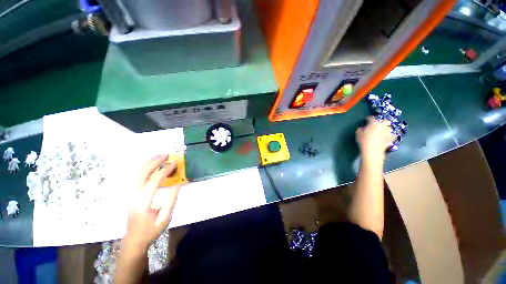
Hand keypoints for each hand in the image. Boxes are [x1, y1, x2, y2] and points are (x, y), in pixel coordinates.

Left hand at [123, 155, 180, 251]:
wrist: (134, 240)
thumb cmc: (151, 230)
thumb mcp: (165, 217)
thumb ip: (172, 199)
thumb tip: (179, 183)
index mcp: (143, 204)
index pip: (153, 182)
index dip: (165, 171)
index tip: (175, 163)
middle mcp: (134, 196)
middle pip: (141, 174)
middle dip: (155, 162)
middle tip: (167, 155)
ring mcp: (130, 195)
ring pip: (136, 174)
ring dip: (148, 163)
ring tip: (159, 156)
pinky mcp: (130, 194)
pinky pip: (135, 177)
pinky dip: (143, 167)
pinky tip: (150, 164)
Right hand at [356, 117, 395, 164]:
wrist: (372, 151)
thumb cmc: (363, 140)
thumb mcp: (358, 133)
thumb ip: (360, 129)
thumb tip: (362, 128)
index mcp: (374, 123)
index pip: (371, 118)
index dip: (368, 118)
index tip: (366, 119)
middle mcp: (383, 126)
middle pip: (386, 121)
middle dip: (383, 121)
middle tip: (378, 123)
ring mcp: (388, 133)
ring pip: (390, 128)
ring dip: (387, 129)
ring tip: (383, 131)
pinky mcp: (391, 140)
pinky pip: (391, 136)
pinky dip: (389, 136)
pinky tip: (387, 138)